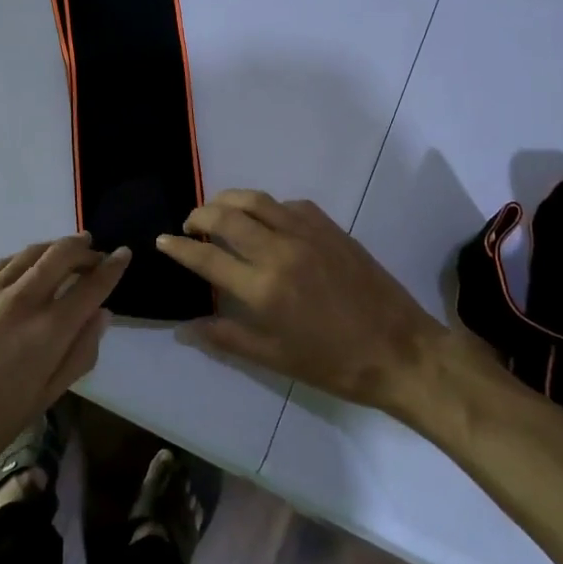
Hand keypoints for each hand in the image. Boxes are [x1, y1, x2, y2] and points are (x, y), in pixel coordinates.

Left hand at [0, 234, 127, 499]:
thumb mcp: (44, 398)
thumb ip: (78, 353)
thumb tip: (102, 315)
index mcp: (47, 331)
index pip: (91, 286)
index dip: (112, 267)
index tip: (125, 254)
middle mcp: (22, 301)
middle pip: (61, 255)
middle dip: (85, 249)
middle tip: (97, 253)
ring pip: (31, 252)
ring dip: (56, 247)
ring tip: (69, 250)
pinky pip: (4, 263)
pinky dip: (25, 258)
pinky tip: (29, 266)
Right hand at [156, 190, 457, 413]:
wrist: (399, 350)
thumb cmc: (333, 364)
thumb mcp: (274, 358)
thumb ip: (226, 337)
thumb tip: (185, 327)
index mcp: (262, 288)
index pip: (206, 256)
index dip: (179, 247)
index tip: (162, 241)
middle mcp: (279, 251)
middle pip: (226, 216)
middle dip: (199, 215)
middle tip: (189, 225)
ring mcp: (307, 233)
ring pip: (256, 200)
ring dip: (229, 200)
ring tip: (218, 212)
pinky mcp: (330, 227)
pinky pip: (288, 205)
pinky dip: (267, 208)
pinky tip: (266, 222)